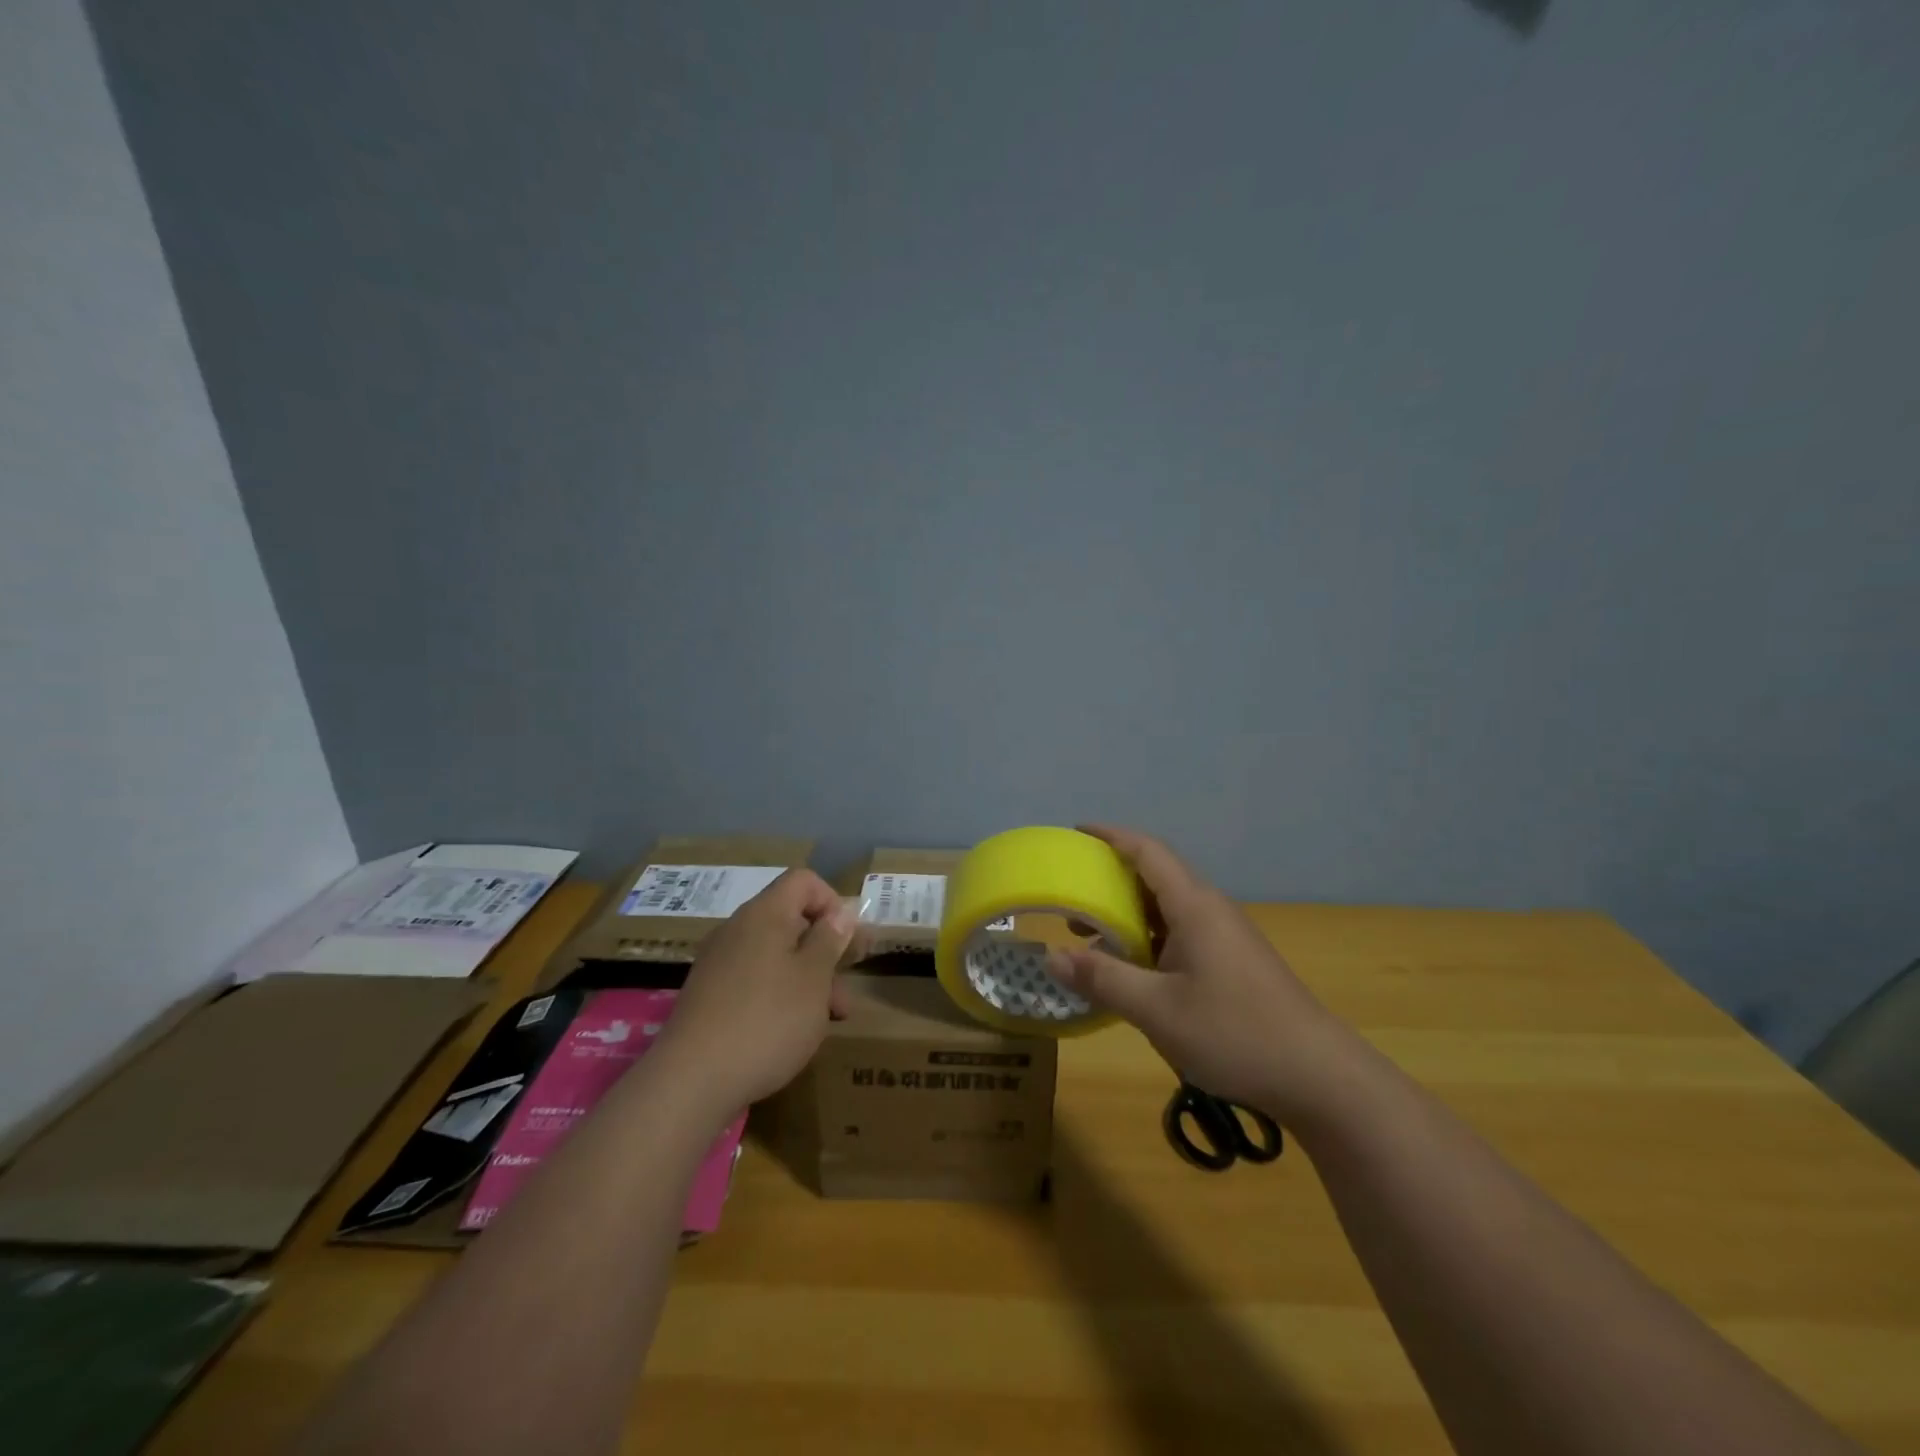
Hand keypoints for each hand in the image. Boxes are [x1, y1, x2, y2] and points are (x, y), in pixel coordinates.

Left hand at [655, 868, 855, 1115]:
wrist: (690, 1082)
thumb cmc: (766, 1021)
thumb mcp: (813, 979)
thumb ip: (830, 940)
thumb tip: (840, 912)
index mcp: (764, 914)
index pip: (803, 881)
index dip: (832, 902)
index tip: (848, 941)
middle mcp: (737, 930)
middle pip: (790, 921)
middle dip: (825, 950)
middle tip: (846, 989)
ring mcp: (718, 964)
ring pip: (775, 956)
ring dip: (807, 979)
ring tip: (828, 1020)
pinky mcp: (708, 996)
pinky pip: (753, 980)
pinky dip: (779, 996)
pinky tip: (790, 1032)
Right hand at [1049, 826, 1351, 1120]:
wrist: (1318, 1077)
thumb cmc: (1234, 1033)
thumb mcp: (1156, 1009)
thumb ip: (1102, 979)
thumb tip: (1050, 956)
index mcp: (1194, 906)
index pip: (1147, 851)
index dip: (1111, 836)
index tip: (1076, 832)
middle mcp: (1210, 911)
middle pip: (1155, 876)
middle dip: (1111, 879)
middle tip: (1071, 894)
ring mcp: (1225, 937)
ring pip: (1167, 909)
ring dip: (1128, 914)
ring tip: (1089, 934)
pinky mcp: (1232, 963)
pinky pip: (1180, 934)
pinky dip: (1147, 938)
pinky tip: (1132, 969)